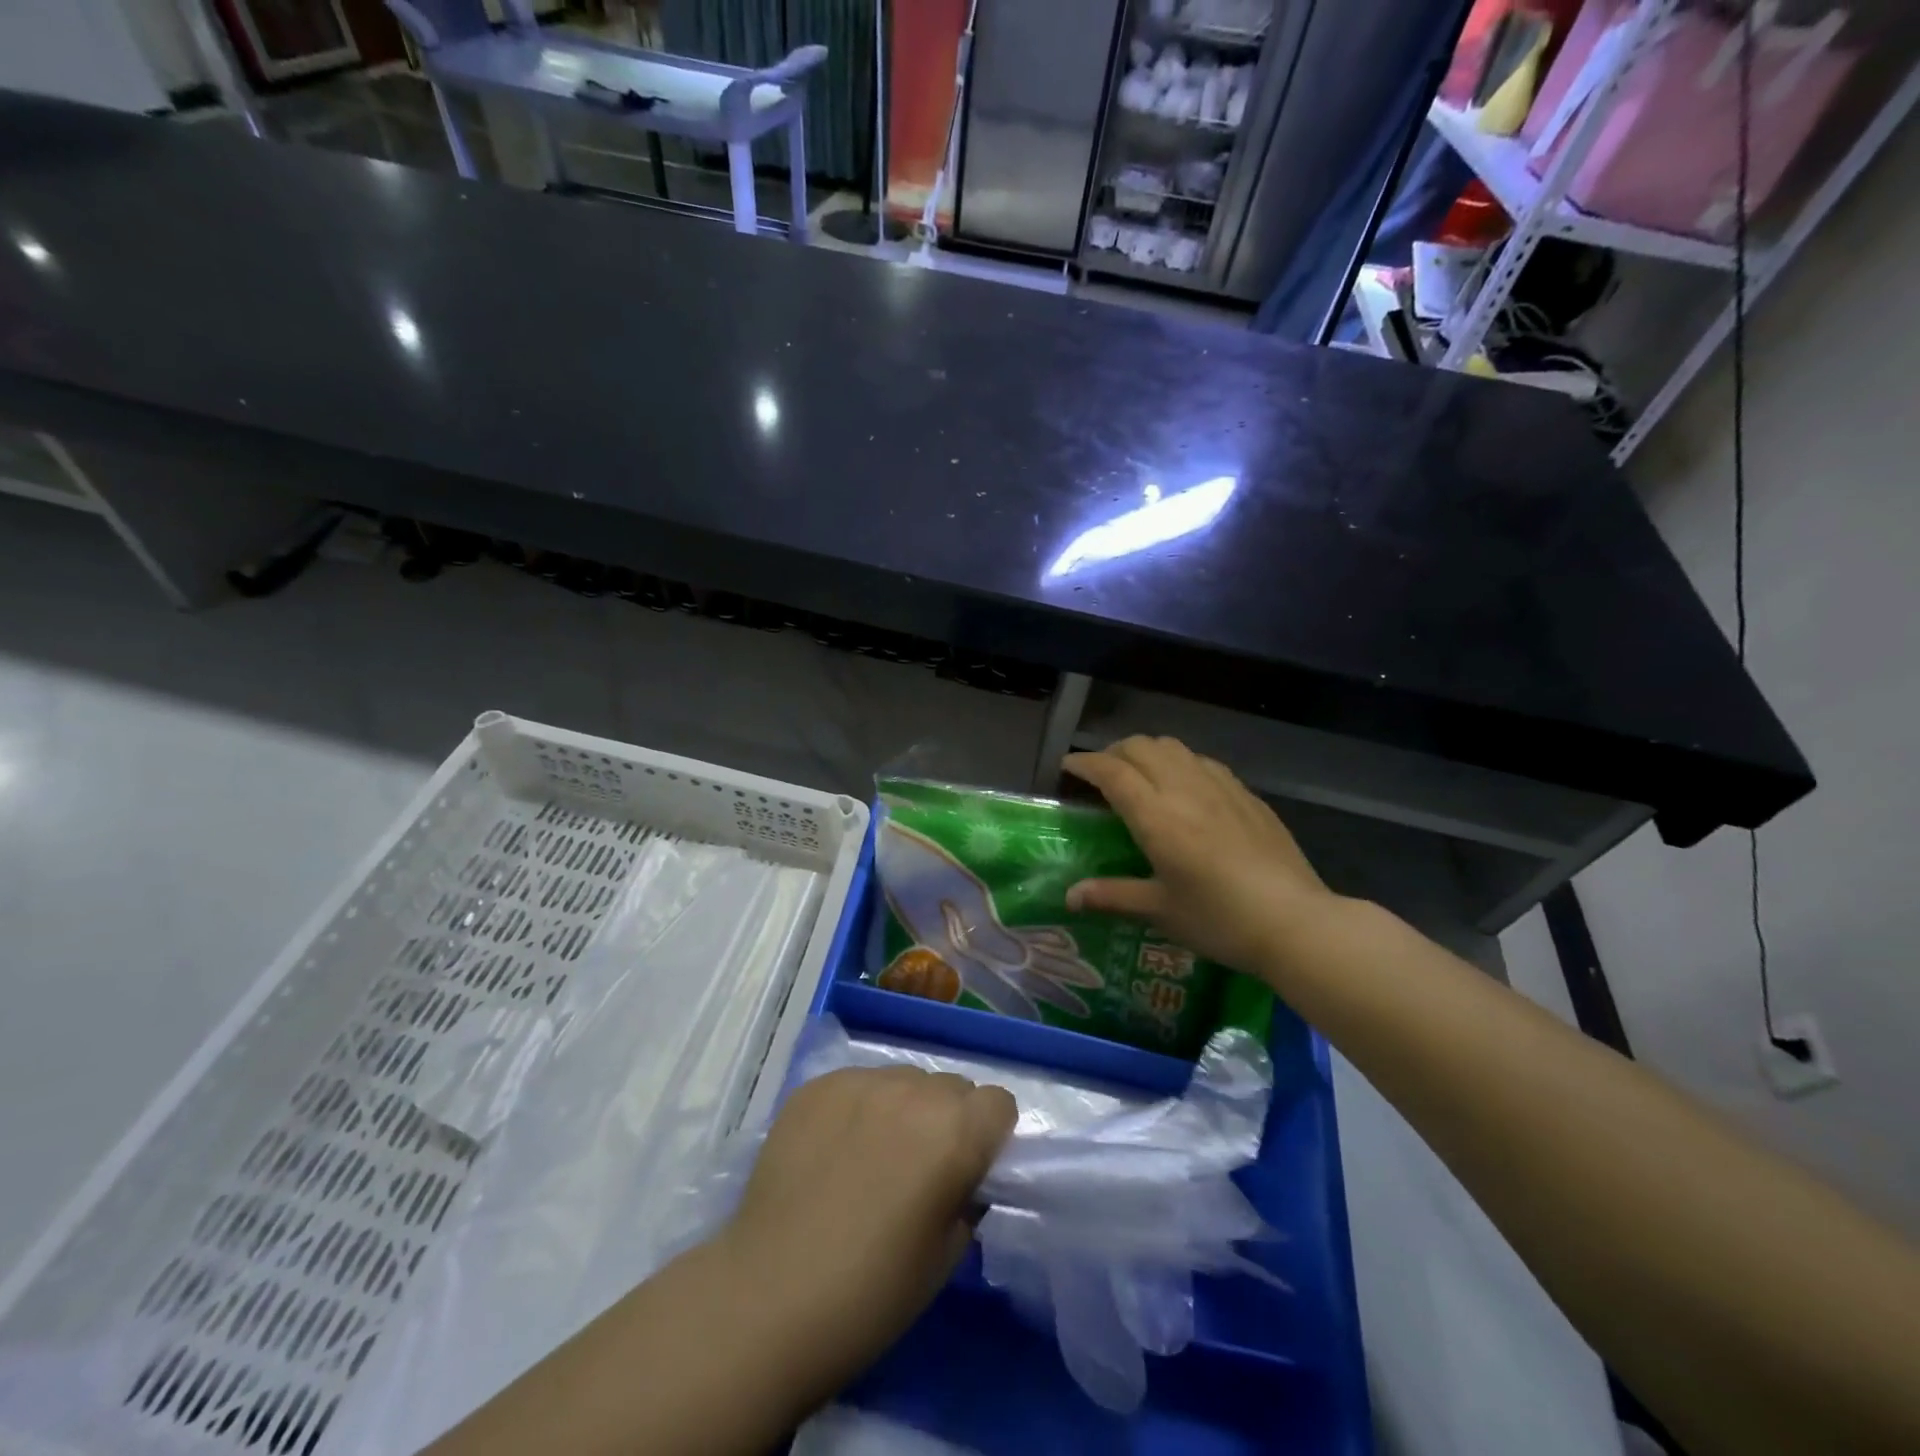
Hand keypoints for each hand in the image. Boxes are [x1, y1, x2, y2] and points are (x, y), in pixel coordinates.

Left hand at [716, 1066, 1016, 1406]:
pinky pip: (857, 1083)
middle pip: (951, 1086)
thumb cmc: (871, 1293)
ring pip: (904, 1078)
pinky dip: (858, 1108)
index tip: (969, 1167)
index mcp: (956, 1132)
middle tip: (919, 1167)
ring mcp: (861, 1081)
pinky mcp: (818, 1085)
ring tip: (871, 1156)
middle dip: (947, 1119)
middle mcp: (914, 1091)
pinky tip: (833, 1151)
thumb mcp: (946, 1256)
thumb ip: (968, 1197)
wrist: (769, 1296)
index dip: (989, 1134)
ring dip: (903, 1108)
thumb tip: (964, 1176)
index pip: (999, 1102)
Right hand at [1062, 736, 1338, 977]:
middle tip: (1101, 774)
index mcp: (1157, 816)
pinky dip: (1180, 763)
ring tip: (1140, 775)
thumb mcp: (1161, 910)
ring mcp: (1221, 787)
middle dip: (1113, 752)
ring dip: (1148, 752)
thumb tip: (1070, 897)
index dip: (1085, 763)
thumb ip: (1112, 895)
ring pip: (1174, 747)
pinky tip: (1185, 788)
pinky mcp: (1247, 795)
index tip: (1067, 767)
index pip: (1112, 772)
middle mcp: (1185, 789)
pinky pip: (1203, 762)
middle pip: (1141, 747)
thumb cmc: (1220, 919)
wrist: (1296, 922)